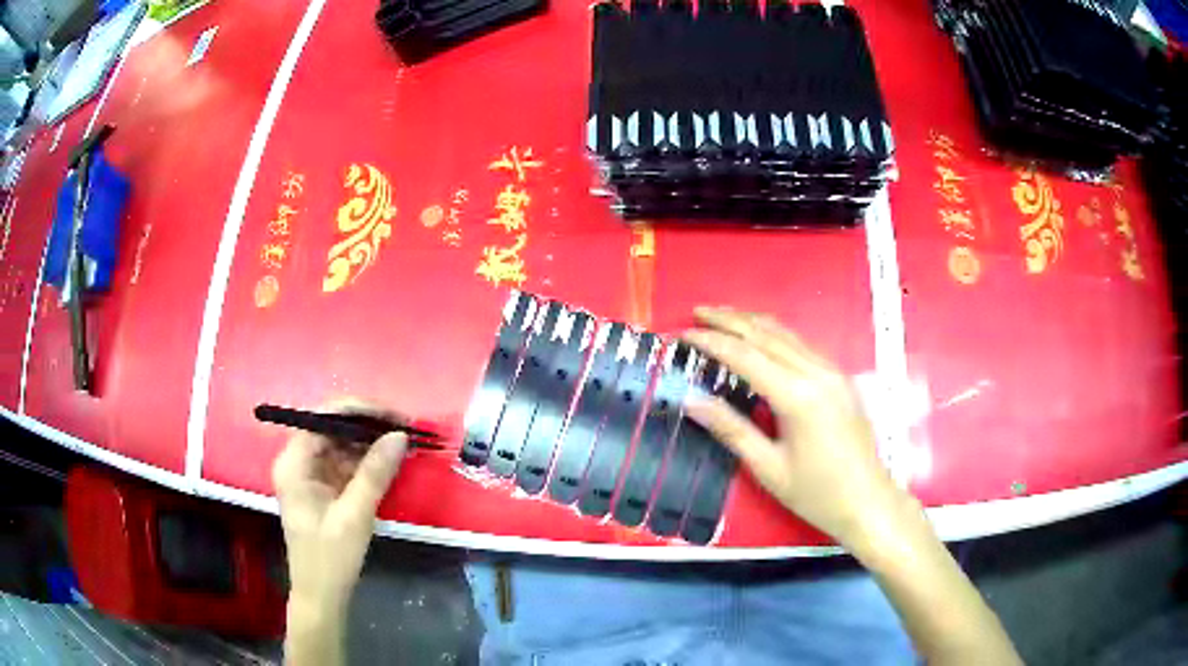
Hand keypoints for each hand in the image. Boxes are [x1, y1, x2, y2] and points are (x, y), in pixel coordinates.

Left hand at [271, 402, 406, 612]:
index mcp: (294, 462)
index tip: (396, 416)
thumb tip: (400, 435)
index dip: (360, 411)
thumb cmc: (331, 557)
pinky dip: (366, 462)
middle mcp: (297, 461)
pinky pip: (344, 463)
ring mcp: (309, 474)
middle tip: (406, 430)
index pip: (324, 417)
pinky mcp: (322, 488)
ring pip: (341, 444)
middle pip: (332, 428)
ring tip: (404, 443)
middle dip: (369, 426)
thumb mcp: (355, 515)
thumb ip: (375, 472)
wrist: (323, 595)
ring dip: (370, 443)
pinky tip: (390, 461)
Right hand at [682, 307, 919, 553]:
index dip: (712, 342)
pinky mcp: (841, 378)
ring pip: (787, 334)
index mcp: (798, 396)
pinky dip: (775, 334)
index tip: (683, 334)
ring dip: (752, 322)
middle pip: (767, 334)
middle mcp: (817, 373)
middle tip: (697, 312)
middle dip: (729, 320)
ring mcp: (833, 372)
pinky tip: (761, 337)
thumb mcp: (768, 468)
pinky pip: (802, 345)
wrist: (868, 501)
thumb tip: (691, 401)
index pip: (746, 356)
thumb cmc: (816, 493)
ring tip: (722, 317)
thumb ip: (730, 429)